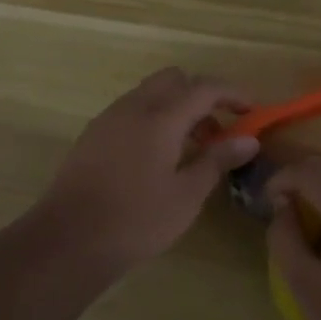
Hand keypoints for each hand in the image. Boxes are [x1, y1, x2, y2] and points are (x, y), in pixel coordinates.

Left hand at [29, 68, 258, 275]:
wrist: (68, 240)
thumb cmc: (136, 220)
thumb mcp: (186, 195)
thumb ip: (217, 160)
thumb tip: (249, 139)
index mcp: (161, 117)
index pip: (204, 87)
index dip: (232, 93)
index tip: (252, 111)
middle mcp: (133, 107)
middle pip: (174, 79)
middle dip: (201, 95)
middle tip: (218, 130)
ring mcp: (109, 118)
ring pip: (150, 93)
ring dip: (176, 107)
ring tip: (191, 148)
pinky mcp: (93, 135)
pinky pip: (131, 111)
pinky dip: (153, 118)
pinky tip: (158, 157)